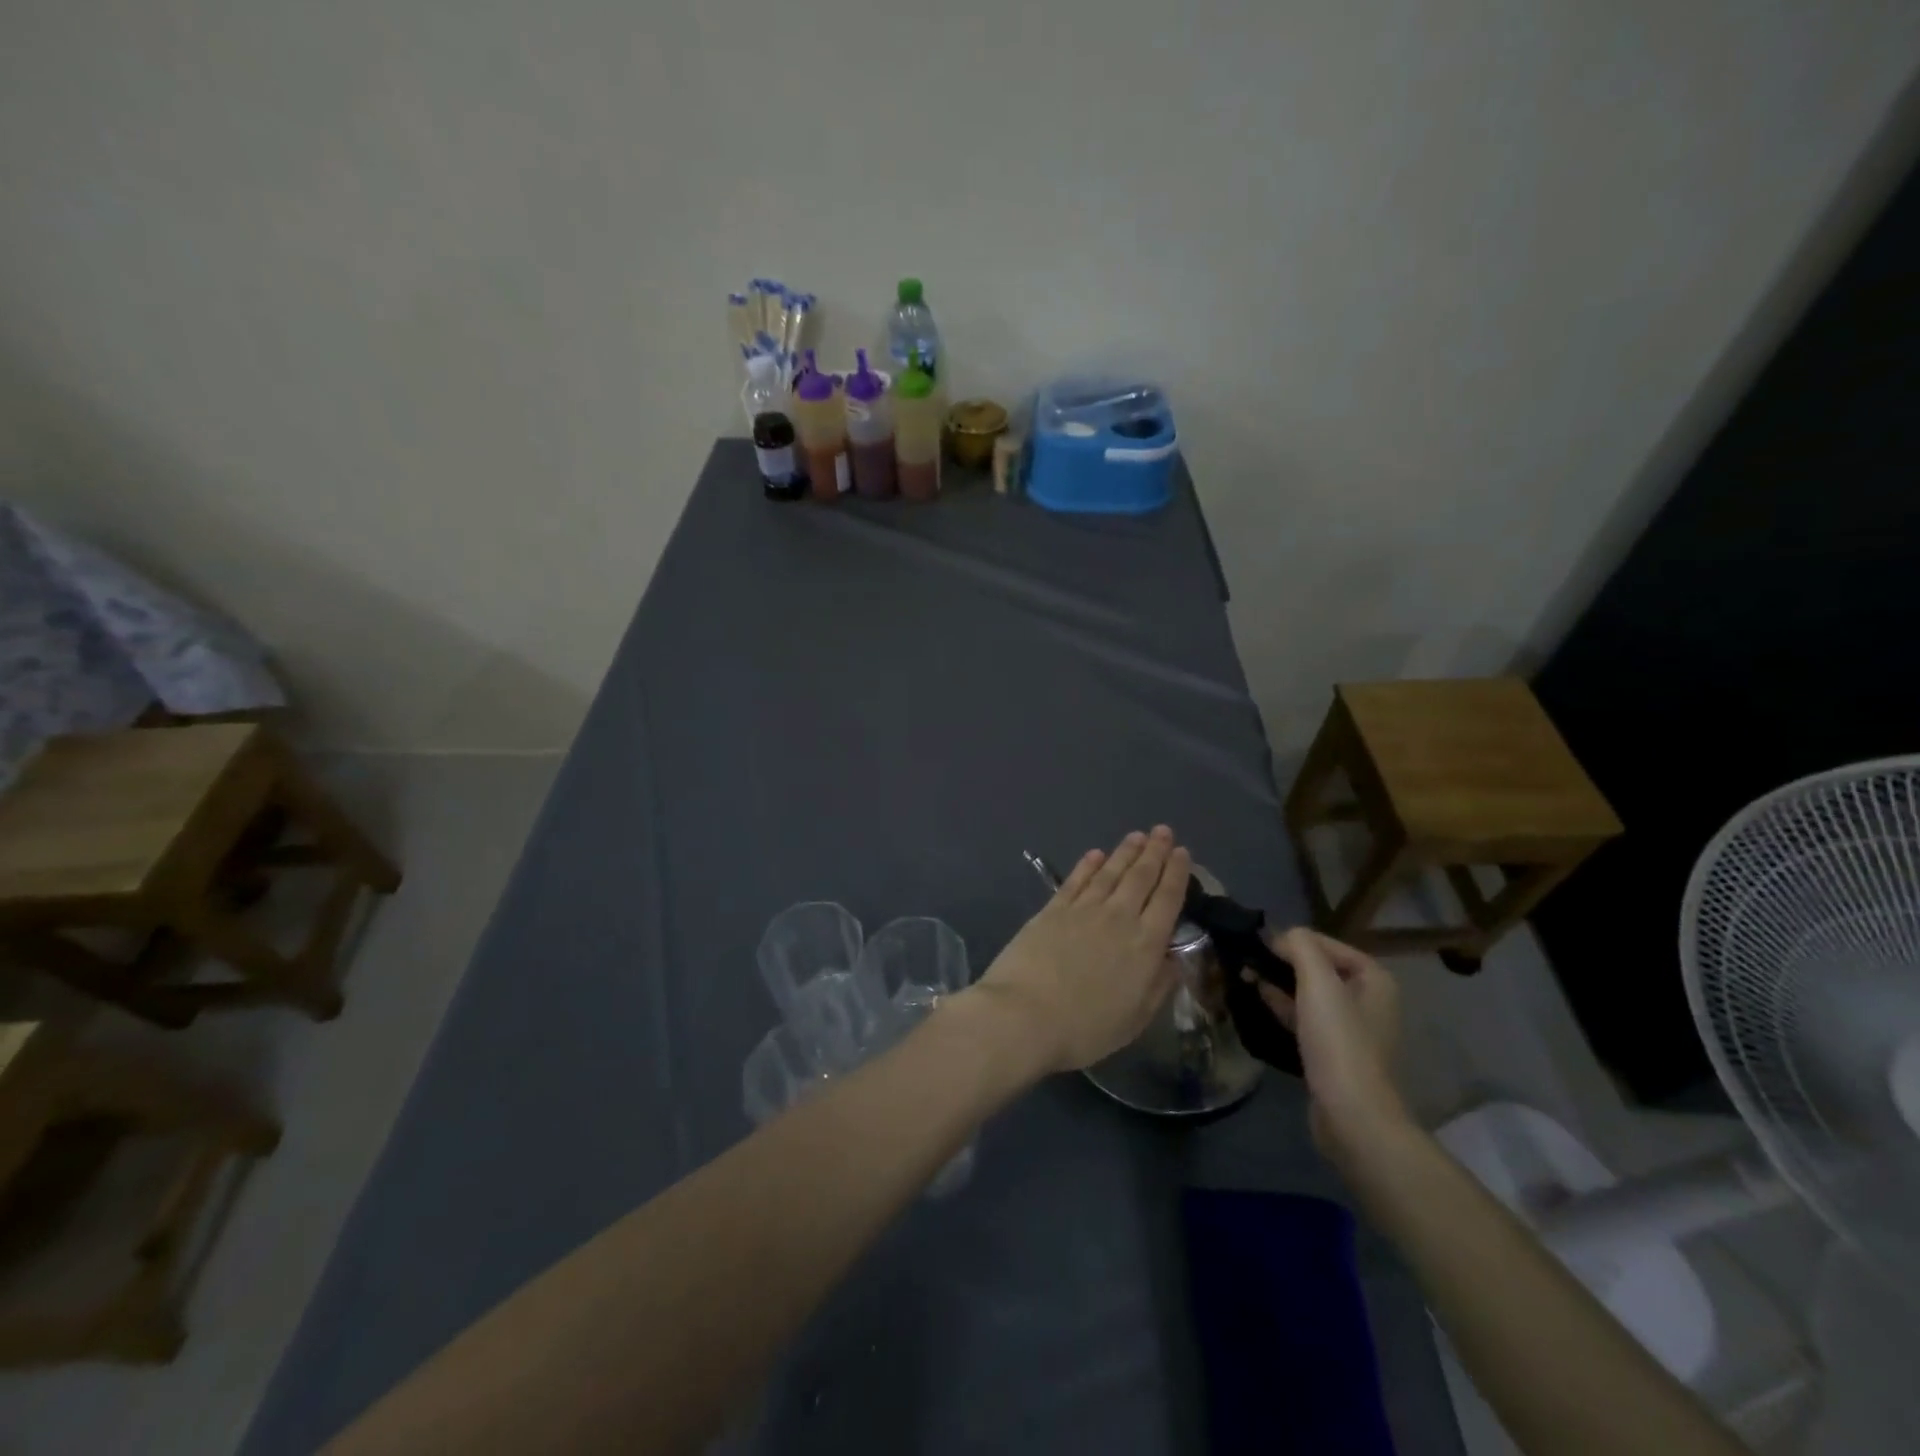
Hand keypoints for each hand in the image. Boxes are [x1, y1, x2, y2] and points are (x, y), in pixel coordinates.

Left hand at [969, 827, 1189, 1074]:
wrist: (1024, 1014)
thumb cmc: (1085, 1028)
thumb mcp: (1134, 1019)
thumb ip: (1158, 985)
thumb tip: (1174, 959)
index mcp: (1144, 945)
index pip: (1167, 900)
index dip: (1176, 874)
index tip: (1182, 853)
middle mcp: (1118, 918)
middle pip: (1140, 877)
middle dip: (1154, 852)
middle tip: (1162, 831)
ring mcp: (1082, 910)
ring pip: (1110, 872)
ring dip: (1125, 852)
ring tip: (1137, 836)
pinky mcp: (1052, 909)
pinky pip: (1075, 880)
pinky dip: (1087, 865)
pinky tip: (1095, 854)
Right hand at [1247, 928, 1407, 1157]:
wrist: (1352, 1115)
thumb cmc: (1338, 1042)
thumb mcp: (1318, 983)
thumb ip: (1301, 947)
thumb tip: (1281, 935)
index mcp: (1374, 978)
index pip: (1324, 943)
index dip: (1290, 941)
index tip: (1256, 946)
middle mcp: (1368, 999)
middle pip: (1317, 967)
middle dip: (1282, 962)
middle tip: (1246, 960)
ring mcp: (1352, 1028)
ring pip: (1309, 993)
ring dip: (1279, 983)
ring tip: (1244, 977)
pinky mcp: (1335, 1051)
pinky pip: (1306, 1018)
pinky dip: (1284, 1007)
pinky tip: (1259, 1001)